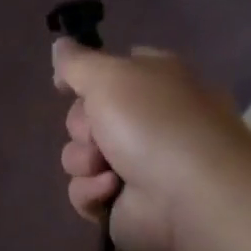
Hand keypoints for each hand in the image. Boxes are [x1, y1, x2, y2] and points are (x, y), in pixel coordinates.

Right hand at [52, 39, 250, 250]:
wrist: (192, 197)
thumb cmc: (154, 124)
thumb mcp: (111, 76)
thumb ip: (77, 62)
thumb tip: (59, 45)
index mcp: (155, 82)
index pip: (113, 71)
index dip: (86, 78)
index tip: (64, 85)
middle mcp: (147, 121)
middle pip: (85, 116)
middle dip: (83, 126)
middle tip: (99, 132)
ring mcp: (136, 166)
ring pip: (79, 157)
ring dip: (85, 161)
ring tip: (110, 169)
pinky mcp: (124, 204)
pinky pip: (85, 192)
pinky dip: (93, 192)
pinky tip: (112, 191)